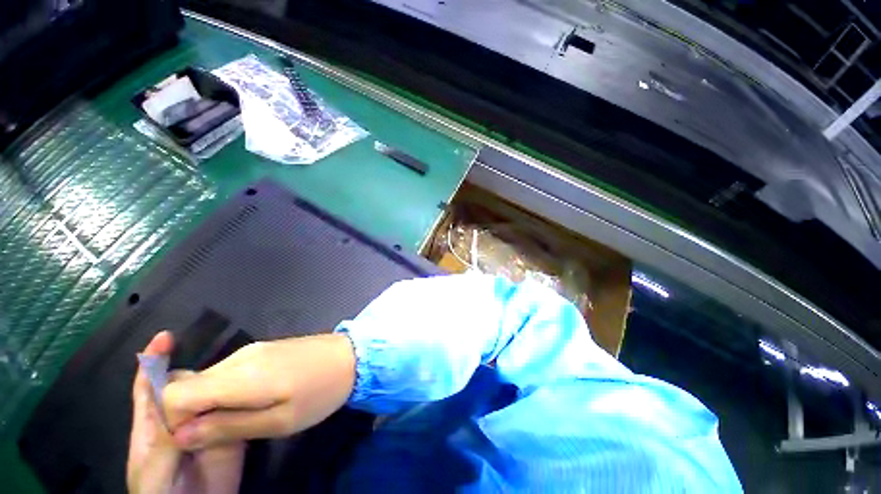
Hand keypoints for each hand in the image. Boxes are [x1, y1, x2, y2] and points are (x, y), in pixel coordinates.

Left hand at [127, 331, 245, 493]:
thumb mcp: (154, 472)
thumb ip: (162, 441)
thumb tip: (178, 403)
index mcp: (153, 428)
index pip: (150, 389)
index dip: (155, 362)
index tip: (166, 337)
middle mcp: (179, 422)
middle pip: (185, 389)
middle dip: (195, 374)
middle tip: (216, 366)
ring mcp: (205, 427)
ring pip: (212, 398)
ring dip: (221, 384)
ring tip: (238, 372)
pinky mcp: (229, 434)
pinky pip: (235, 412)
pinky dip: (241, 398)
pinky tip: (252, 388)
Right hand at [164, 334, 355, 449]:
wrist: (352, 355)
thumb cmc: (320, 392)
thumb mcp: (278, 422)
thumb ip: (227, 427)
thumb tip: (181, 434)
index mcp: (239, 375)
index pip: (175, 394)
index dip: (175, 420)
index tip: (197, 437)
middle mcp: (239, 357)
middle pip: (189, 385)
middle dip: (193, 413)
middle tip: (220, 433)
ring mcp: (252, 349)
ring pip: (208, 378)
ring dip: (212, 402)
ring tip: (241, 419)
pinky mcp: (263, 348)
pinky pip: (229, 371)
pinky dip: (228, 390)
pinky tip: (253, 400)